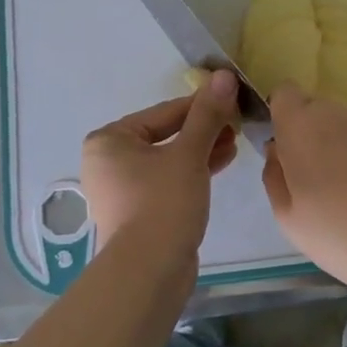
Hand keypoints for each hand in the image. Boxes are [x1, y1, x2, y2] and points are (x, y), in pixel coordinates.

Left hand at [81, 71, 239, 268]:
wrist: (149, 271)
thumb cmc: (163, 202)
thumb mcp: (189, 154)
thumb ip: (207, 114)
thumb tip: (223, 75)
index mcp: (109, 140)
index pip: (163, 113)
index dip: (201, 105)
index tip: (232, 98)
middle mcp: (109, 161)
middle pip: (164, 135)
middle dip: (203, 129)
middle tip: (237, 123)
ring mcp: (121, 188)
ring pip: (168, 159)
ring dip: (201, 150)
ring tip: (235, 142)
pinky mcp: (138, 211)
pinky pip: (167, 180)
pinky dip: (192, 172)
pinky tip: (222, 162)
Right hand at [261, 85, 346, 310]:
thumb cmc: (333, 232)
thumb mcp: (285, 214)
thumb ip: (273, 173)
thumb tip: (277, 150)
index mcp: (300, 127)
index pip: (284, 93)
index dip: (280, 113)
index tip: (281, 144)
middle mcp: (333, 116)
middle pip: (311, 106)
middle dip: (304, 129)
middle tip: (306, 172)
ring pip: (337, 121)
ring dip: (330, 141)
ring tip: (336, 184)